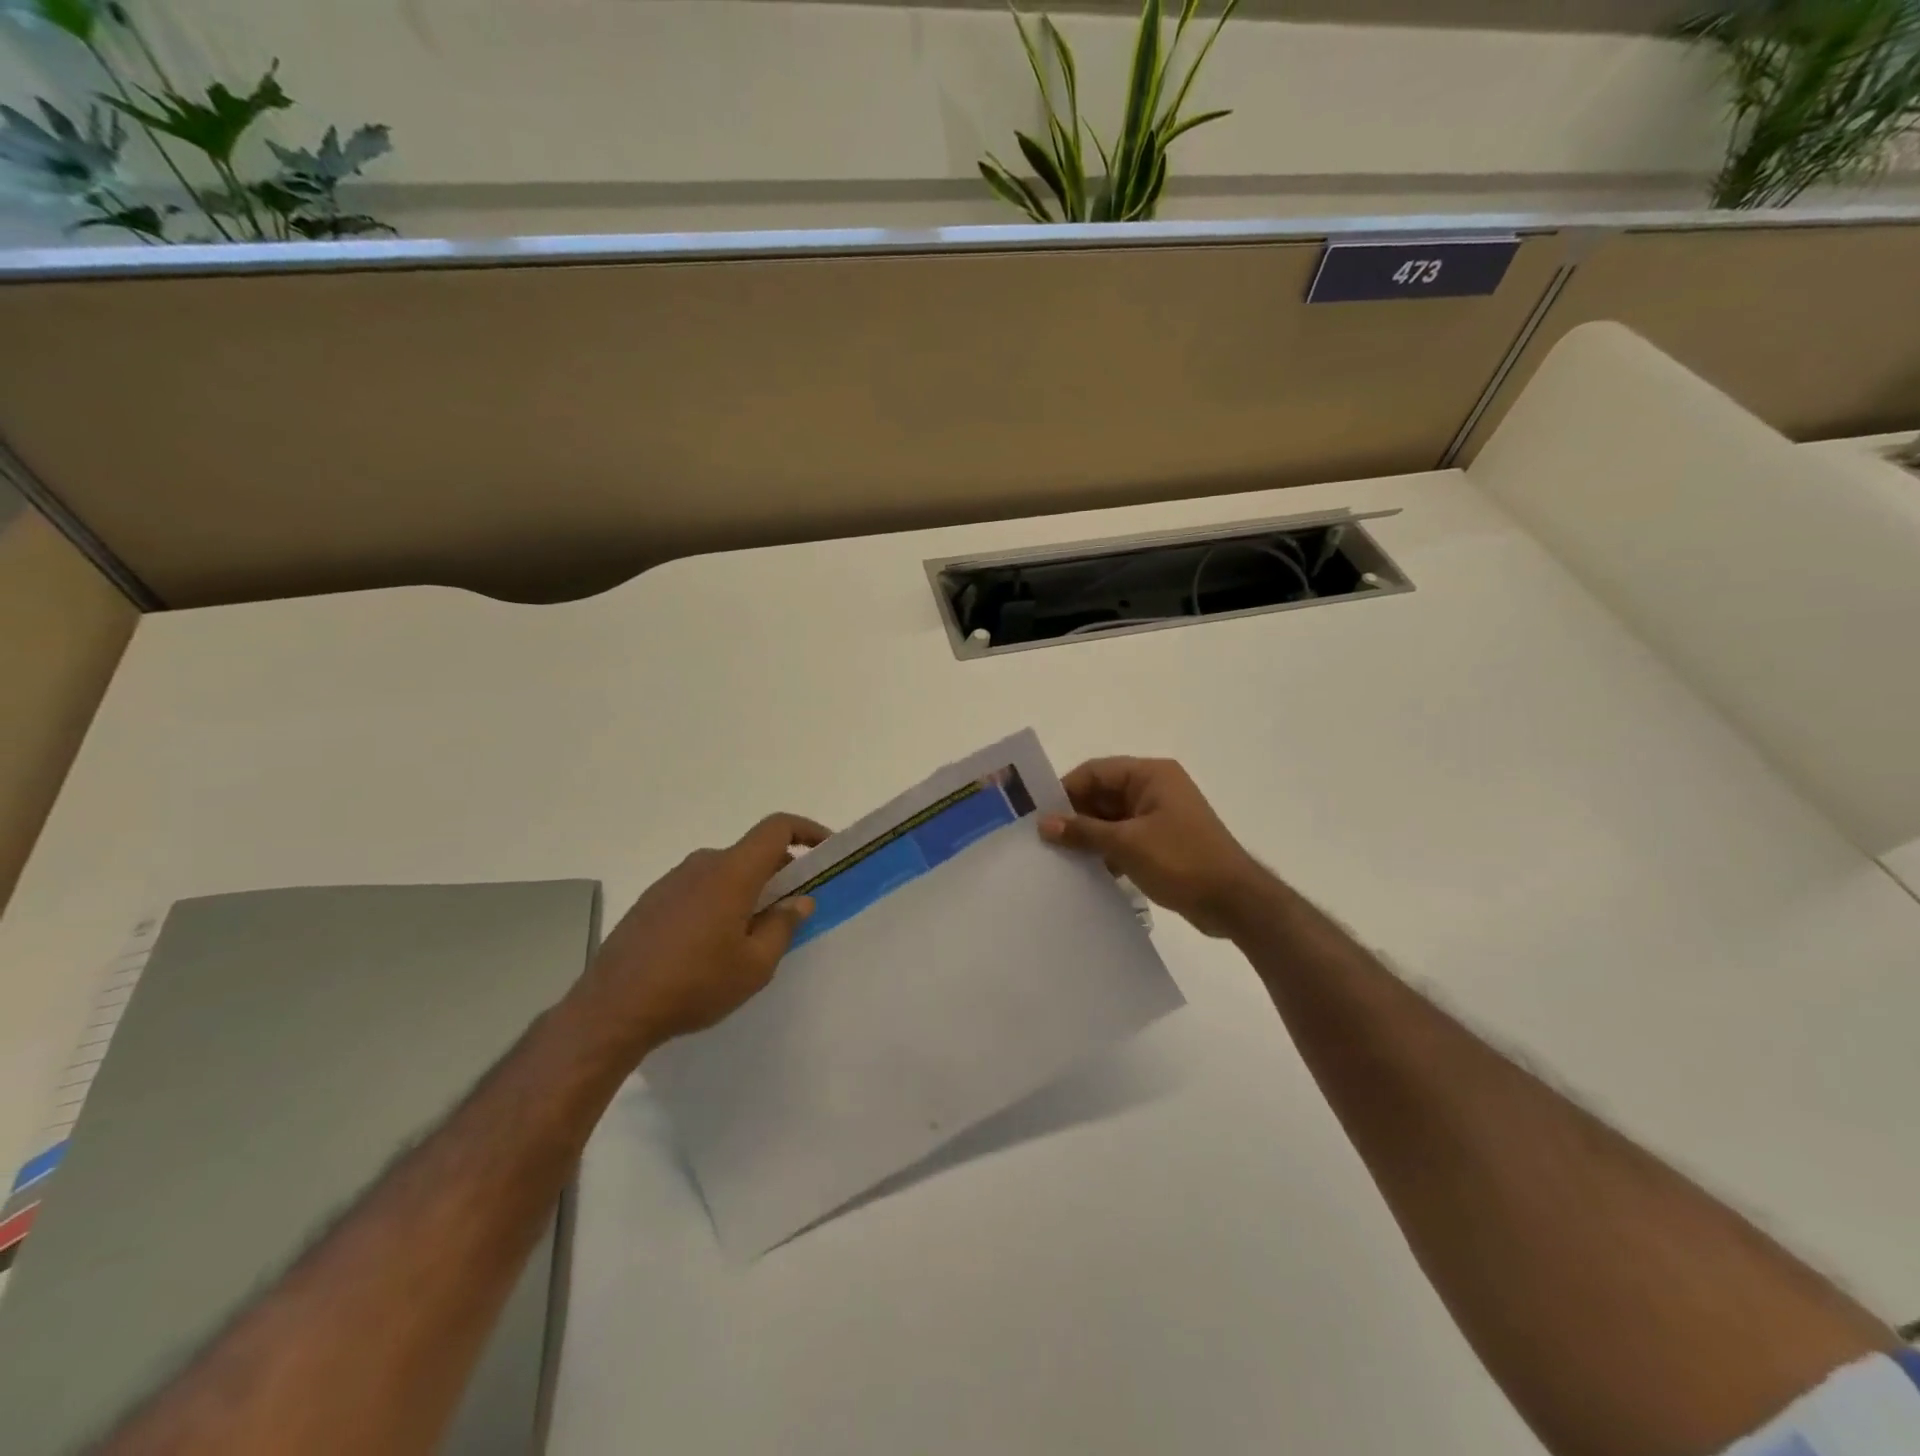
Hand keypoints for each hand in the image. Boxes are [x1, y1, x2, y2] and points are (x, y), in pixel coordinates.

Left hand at [578, 813, 827, 1055]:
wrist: (612, 1009)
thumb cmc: (694, 984)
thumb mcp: (754, 965)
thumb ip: (783, 926)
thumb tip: (799, 900)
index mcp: (732, 872)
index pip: (776, 828)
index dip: (807, 830)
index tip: (827, 849)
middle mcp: (702, 865)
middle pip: (752, 853)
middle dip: (780, 872)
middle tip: (793, 908)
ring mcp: (672, 881)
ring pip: (725, 872)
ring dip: (748, 890)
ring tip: (752, 934)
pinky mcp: (652, 901)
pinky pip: (699, 888)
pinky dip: (719, 901)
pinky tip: (713, 945)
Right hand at [1039, 757, 1268, 937]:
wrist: (1235, 902)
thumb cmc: (1182, 861)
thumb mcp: (1127, 844)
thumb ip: (1083, 832)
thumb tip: (1045, 824)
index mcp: (1151, 775)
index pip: (1096, 772)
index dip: (1066, 790)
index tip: (1039, 815)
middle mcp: (1155, 788)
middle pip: (1102, 794)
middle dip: (1075, 815)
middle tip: (1042, 840)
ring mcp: (1159, 816)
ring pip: (1111, 819)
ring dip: (1088, 836)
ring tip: (1057, 858)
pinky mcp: (1162, 842)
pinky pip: (1124, 838)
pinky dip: (1105, 851)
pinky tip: (1085, 872)